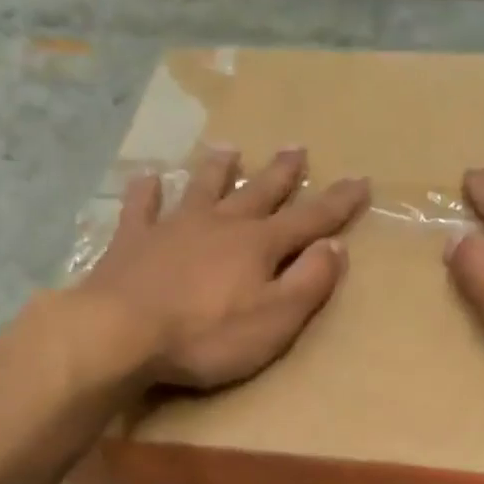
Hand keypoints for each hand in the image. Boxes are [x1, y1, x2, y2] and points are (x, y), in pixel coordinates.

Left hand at [81, 146, 369, 389]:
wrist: (123, 332)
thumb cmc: (207, 335)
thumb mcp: (275, 319)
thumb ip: (309, 283)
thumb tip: (336, 247)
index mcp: (259, 246)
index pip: (309, 219)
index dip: (337, 203)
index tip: (361, 181)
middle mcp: (220, 224)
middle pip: (258, 193)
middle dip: (282, 174)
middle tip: (297, 148)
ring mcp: (173, 227)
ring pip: (203, 189)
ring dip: (219, 170)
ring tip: (230, 150)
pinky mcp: (133, 241)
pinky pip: (142, 207)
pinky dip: (147, 191)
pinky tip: (148, 178)